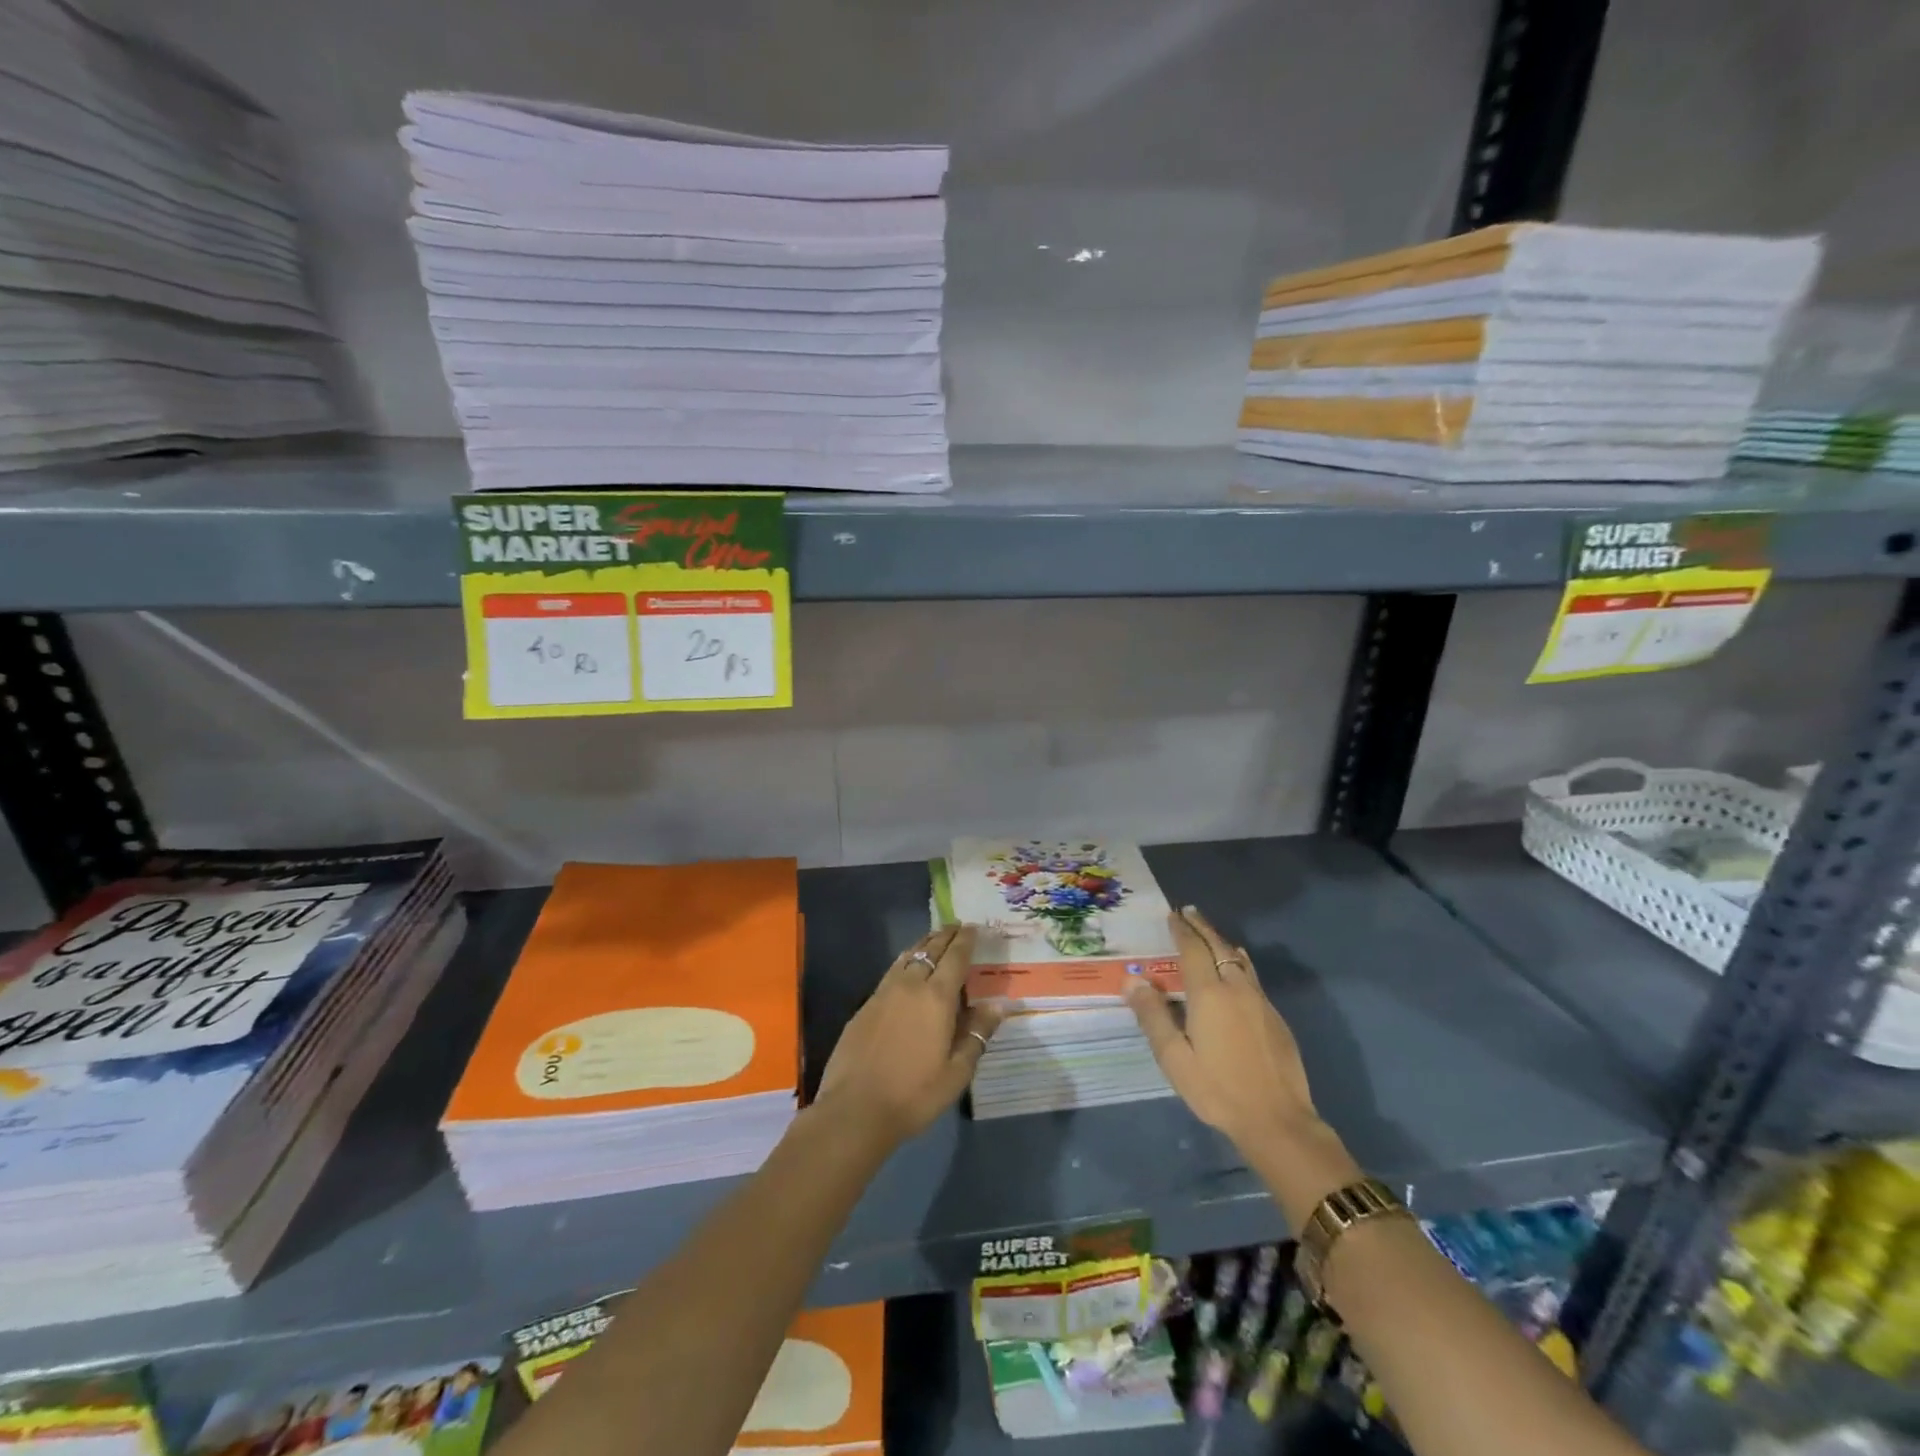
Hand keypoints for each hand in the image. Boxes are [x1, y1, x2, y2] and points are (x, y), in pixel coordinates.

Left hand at [813, 924, 1004, 1150]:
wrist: (856, 1109)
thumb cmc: (915, 1094)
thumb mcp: (957, 1072)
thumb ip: (977, 1034)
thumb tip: (997, 1005)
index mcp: (937, 998)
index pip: (955, 958)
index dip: (965, 941)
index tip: (974, 928)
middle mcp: (910, 986)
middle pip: (930, 950)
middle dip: (945, 936)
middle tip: (956, 926)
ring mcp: (883, 993)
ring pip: (907, 957)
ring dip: (923, 945)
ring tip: (933, 940)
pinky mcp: (865, 1006)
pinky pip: (891, 972)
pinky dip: (905, 962)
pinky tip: (906, 970)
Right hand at [1125, 905, 1320, 1156]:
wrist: (1277, 1120)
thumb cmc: (1217, 1089)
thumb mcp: (1175, 1058)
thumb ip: (1153, 1016)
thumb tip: (1132, 981)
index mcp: (1209, 994)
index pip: (1193, 950)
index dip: (1182, 930)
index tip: (1173, 914)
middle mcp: (1236, 988)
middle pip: (1218, 947)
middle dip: (1202, 927)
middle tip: (1189, 912)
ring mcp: (1260, 1002)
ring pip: (1239, 960)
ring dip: (1221, 942)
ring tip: (1209, 934)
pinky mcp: (1275, 1017)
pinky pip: (1251, 976)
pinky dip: (1237, 962)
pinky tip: (1235, 969)